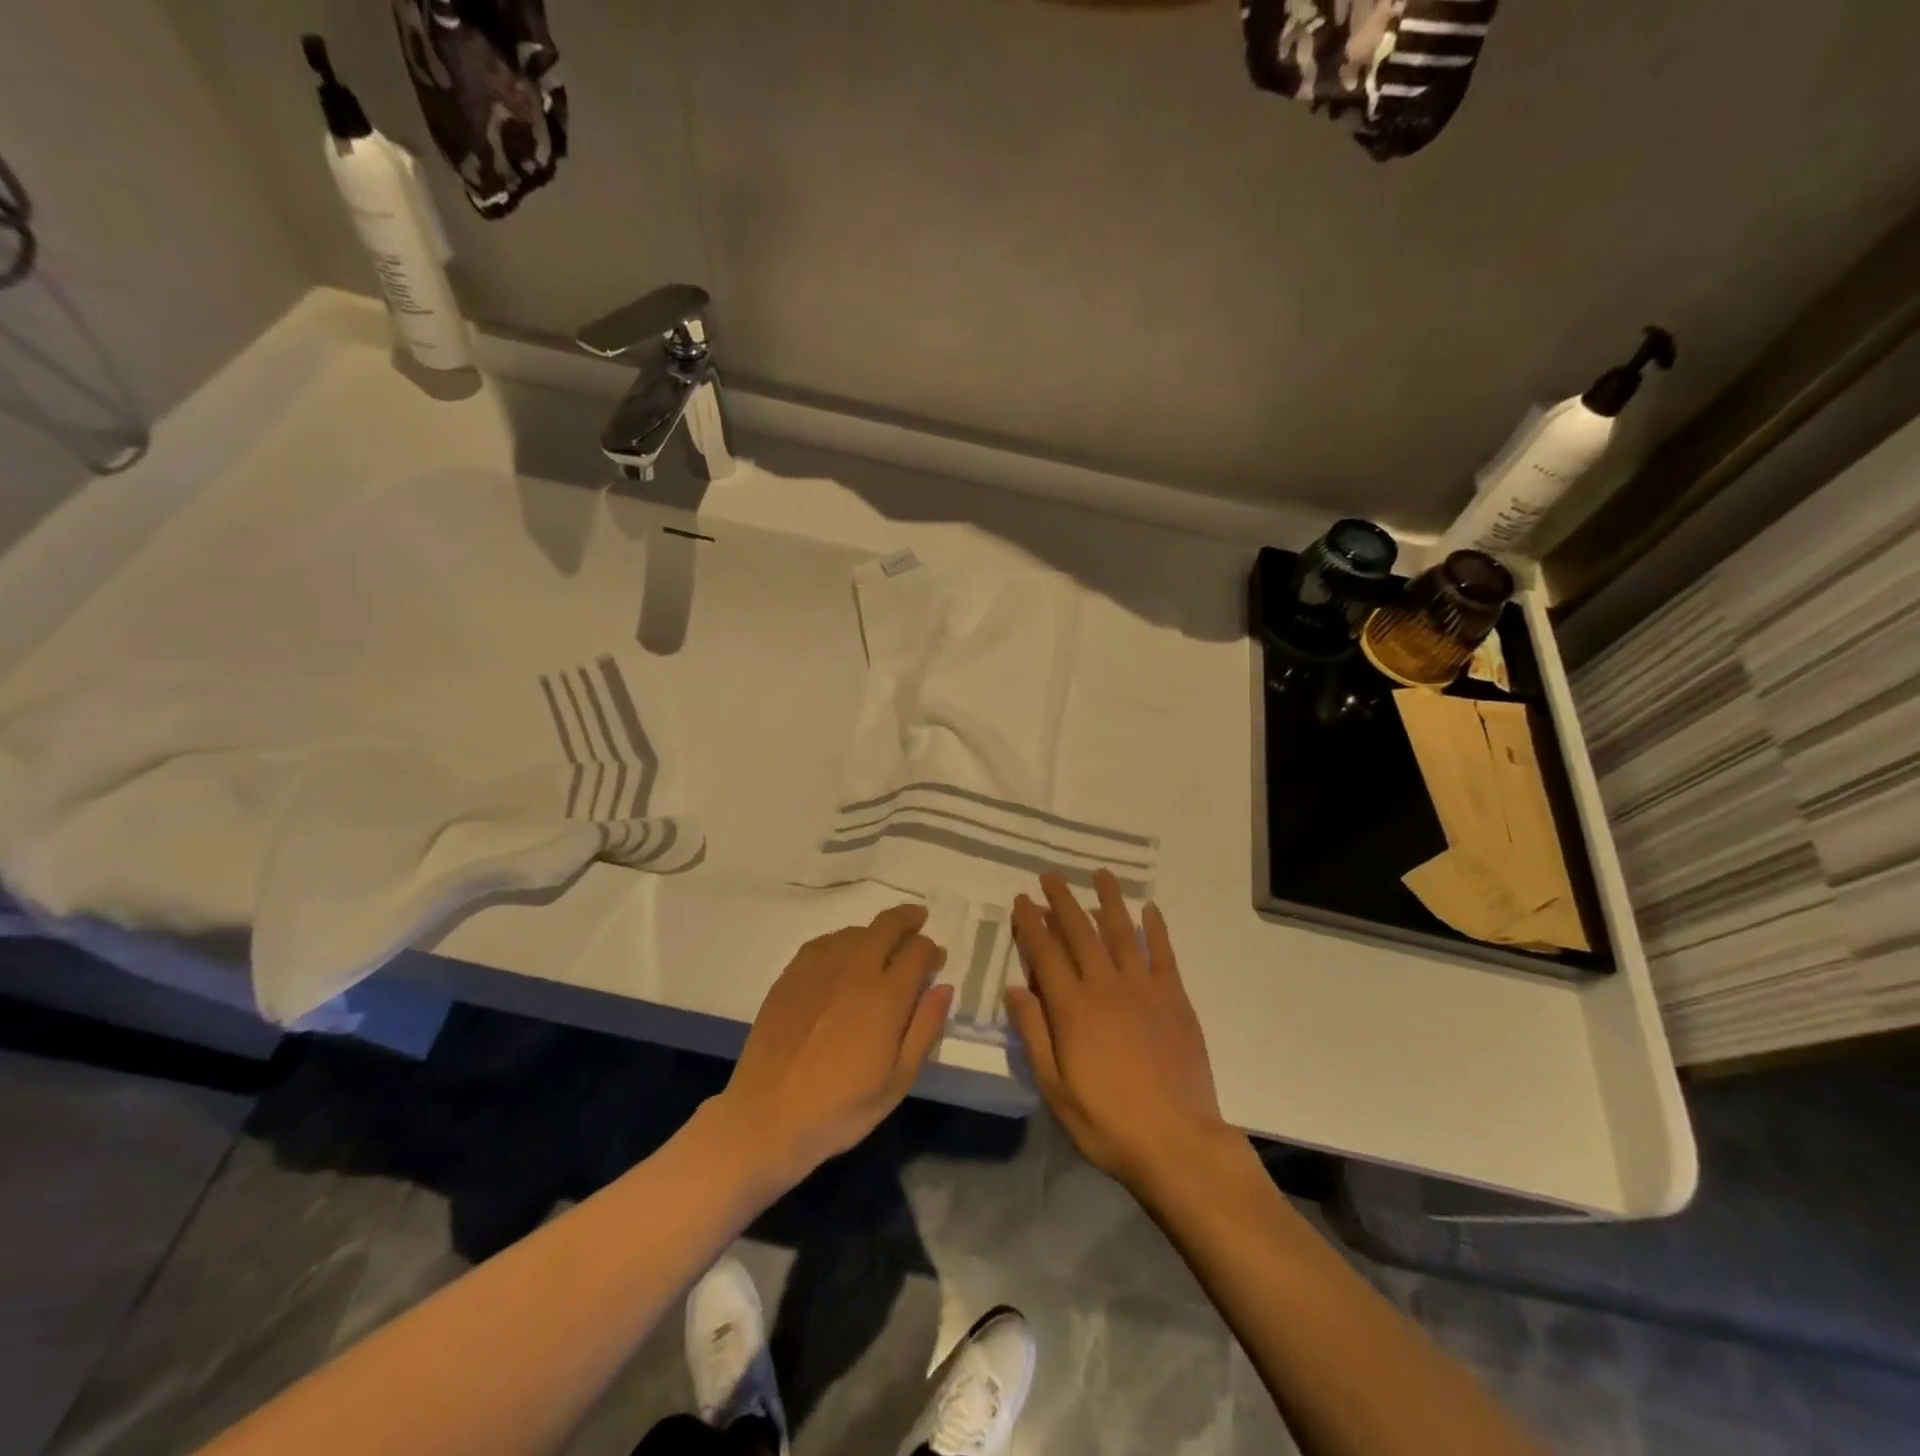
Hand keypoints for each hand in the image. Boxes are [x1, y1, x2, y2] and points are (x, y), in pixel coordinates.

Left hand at [715, 904, 952, 1186]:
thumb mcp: (898, 1081)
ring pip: (856, 931)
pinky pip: (825, 942)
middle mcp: (855, 970)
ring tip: (882, 945)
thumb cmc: (841, 1108)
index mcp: (886, 996)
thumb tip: (943, 987)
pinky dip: (843, 941)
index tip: (936, 960)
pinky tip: (843, 958)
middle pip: (888, 925)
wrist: (767, 1116)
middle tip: (918, 920)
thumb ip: (925, 1028)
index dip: (932, 951)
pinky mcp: (791, 975)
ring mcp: (819, 968)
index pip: (918, 951)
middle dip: (909, 919)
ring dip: (876, 932)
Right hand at [1006, 871, 1230, 1190]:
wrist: (1176, 1141)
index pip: (1045, 953)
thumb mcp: (1054, 1087)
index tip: (1022, 900)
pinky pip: (1163, 953)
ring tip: (1100, 875)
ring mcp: (1144, 989)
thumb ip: (1034, 1033)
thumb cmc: (1106, 1121)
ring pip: (1122, 932)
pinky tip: (1150, 908)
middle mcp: (1105, 987)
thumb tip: (1013, 988)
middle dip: (1062, 901)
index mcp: (1072, 1008)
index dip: (1031, 924)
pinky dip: (1156, 927)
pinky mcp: (1174, 998)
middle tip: (1050, 876)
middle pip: (1080, 932)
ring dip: (1108, 900)